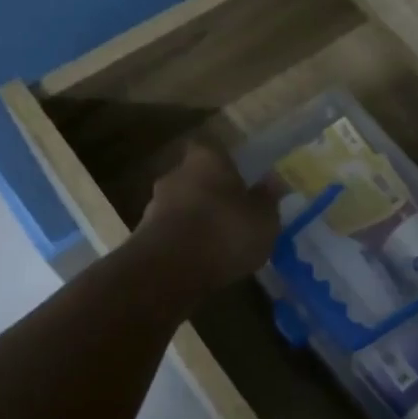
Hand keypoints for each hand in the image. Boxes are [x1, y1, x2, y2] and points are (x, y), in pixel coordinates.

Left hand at [137, 142, 279, 292]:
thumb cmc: (224, 232)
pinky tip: (201, 259)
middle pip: (194, 176)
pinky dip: (184, 241)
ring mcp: (155, 205)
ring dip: (196, 218)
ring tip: (219, 241)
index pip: (213, 147)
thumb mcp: (264, 218)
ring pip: (181, 205)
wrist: (168, 271)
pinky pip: (171, 232)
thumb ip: (268, 198)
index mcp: (206, 159)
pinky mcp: (144, 236)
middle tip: (232, 210)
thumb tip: (273, 180)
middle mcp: (176, 174)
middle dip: (211, 192)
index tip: (239, 175)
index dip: (225, 161)